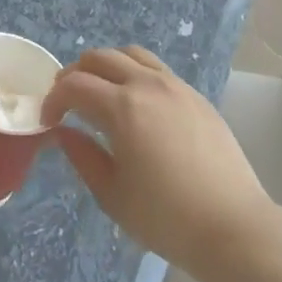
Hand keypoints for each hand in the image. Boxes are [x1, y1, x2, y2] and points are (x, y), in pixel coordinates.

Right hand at [42, 47, 274, 275]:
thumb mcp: (112, 195)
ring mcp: (177, 87)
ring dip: (107, 67)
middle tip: (68, 102)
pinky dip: (136, 74)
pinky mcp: (197, 97)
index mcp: (122, 107)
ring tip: (101, 94)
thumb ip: (83, 157)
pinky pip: (158, 69)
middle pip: (101, 58)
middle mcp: (148, 85)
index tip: (48, 121)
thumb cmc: (166, 218)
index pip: (74, 85)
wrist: (233, 226)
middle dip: (76, 74)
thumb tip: (63, 133)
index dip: (54, 99)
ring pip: (132, 55)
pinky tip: (137, 105)